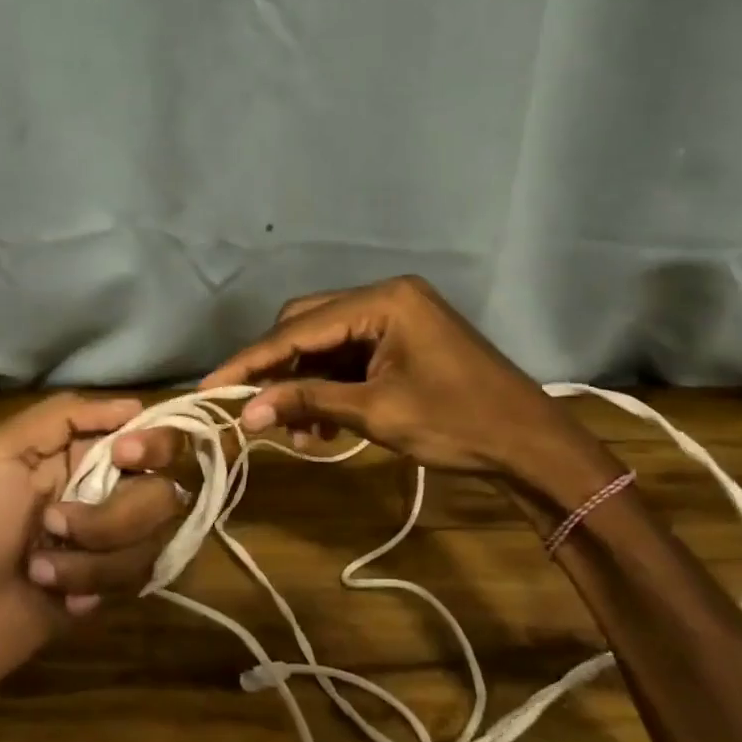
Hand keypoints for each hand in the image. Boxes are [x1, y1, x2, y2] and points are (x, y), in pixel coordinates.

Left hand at [0, 394, 184, 699]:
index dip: (152, 443)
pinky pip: (135, 578)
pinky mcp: (110, 588)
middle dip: (113, 515)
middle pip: (164, 489)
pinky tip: (55, 596)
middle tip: (56, 524)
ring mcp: (110, 542)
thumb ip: (64, 416)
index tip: (125, 456)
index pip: (150, 435)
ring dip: (91, 555)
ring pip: (151, 537)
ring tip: (39, 568)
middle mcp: (104, 492)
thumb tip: (134, 405)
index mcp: (79, 454)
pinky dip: (89, 584)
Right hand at [202, 276, 612, 487]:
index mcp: (383, 301)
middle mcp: (385, 297)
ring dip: (304, 384)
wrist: (531, 445)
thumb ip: (307, 403)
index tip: (211, 387)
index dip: (251, 361)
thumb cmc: (458, 424)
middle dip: (278, 369)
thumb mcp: (376, 414)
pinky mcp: (402, 340)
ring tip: (298, 432)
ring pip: (326, 344)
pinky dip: (330, 387)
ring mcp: (396, 317)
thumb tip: (245, 414)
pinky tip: (324, 426)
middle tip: (253, 410)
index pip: (299, 328)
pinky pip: (349, 357)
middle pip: (307, 325)